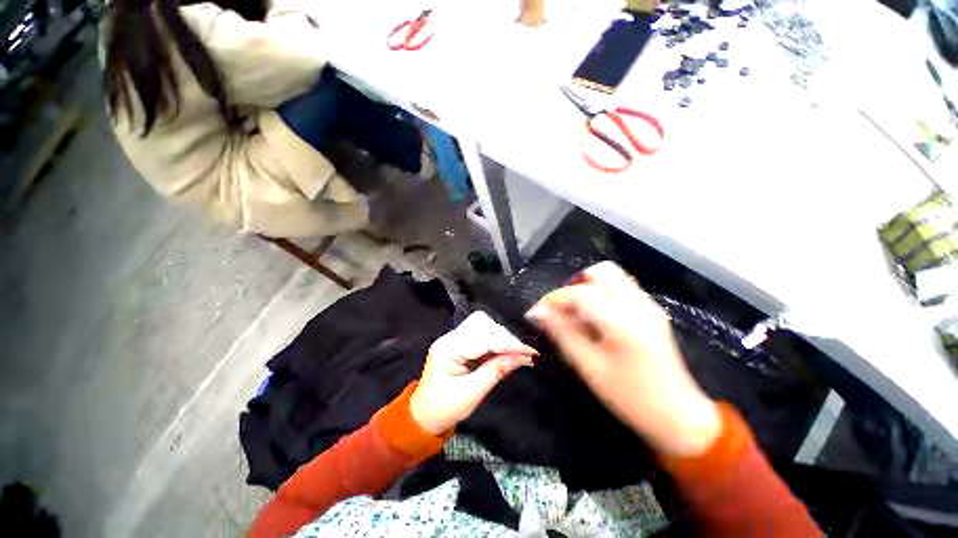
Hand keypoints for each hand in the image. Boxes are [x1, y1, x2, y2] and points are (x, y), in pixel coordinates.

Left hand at [410, 312, 536, 434]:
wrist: (425, 416)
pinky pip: (481, 335)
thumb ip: (497, 371)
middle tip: (521, 354)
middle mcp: (450, 338)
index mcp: (448, 349)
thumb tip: (522, 357)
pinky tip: (505, 354)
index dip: (507, 344)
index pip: (483, 339)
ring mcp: (455, 339)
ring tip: (514, 354)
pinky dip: (495, 343)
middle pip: (482, 324)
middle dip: (504, 337)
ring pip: (483, 326)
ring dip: (500, 338)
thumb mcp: (472, 393)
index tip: (530, 352)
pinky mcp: (460, 344)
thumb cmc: (445, 409)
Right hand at [526, 262, 719, 456]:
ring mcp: (649, 305)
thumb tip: (538, 312)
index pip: (580, 293)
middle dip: (574, 285)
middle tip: (562, 309)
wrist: (678, 415)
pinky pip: (621, 288)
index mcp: (622, 322)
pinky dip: (602, 294)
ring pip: (612, 277)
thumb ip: (562, 333)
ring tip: (577, 313)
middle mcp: (638, 305)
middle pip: (600, 272)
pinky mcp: (652, 310)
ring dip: (588, 288)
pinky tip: (595, 318)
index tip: (538, 310)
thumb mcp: (589, 366)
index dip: (554, 298)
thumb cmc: (629, 397)